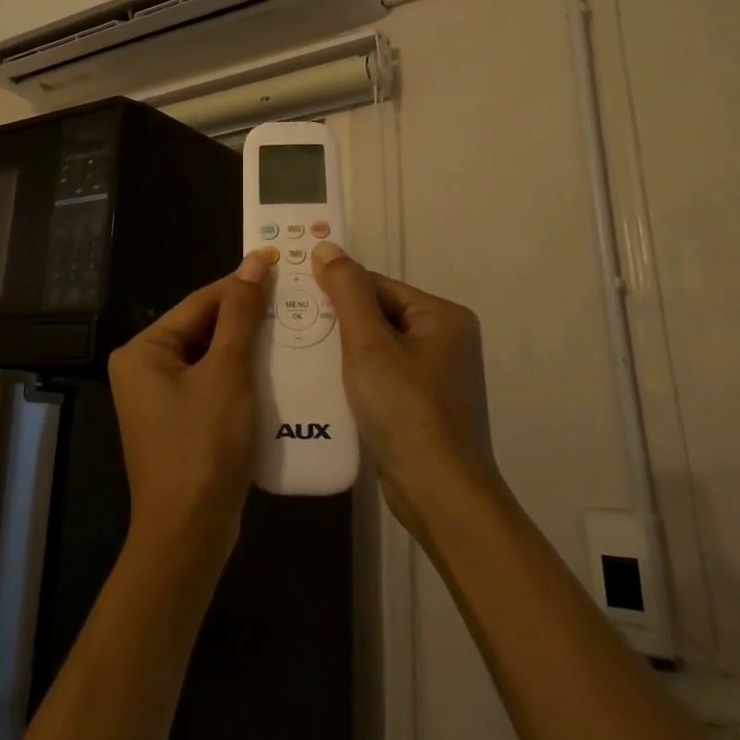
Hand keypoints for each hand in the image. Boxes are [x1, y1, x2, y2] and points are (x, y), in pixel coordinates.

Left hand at [107, 248, 277, 563]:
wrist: (189, 534)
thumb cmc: (204, 446)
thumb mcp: (227, 373)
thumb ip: (241, 315)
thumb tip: (255, 261)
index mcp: (143, 350)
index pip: (199, 303)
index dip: (241, 285)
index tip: (280, 266)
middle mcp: (143, 368)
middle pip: (203, 328)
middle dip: (246, 318)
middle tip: (292, 300)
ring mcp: (159, 398)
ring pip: (210, 357)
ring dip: (247, 347)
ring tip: (291, 329)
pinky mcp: (178, 422)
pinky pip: (211, 384)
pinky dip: (240, 376)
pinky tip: (274, 370)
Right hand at [311, 243, 500, 534]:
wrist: (438, 492)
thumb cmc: (404, 409)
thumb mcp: (369, 344)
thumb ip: (347, 292)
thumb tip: (326, 246)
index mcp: (443, 316)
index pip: (378, 286)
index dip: (337, 291)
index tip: (295, 300)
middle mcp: (446, 340)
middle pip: (378, 315)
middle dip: (338, 324)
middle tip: (293, 328)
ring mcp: (436, 376)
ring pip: (377, 348)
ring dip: (343, 352)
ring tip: (302, 354)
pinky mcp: (423, 406)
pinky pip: (383, 376)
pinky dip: (356, 378)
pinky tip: (327, 385)